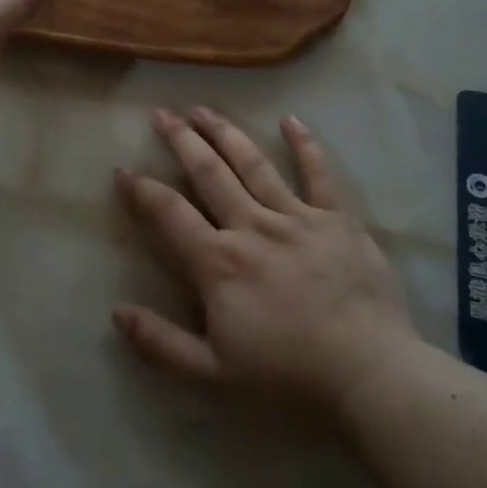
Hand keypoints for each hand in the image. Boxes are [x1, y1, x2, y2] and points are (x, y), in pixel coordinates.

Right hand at [114, 108, 420, 419]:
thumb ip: (161, 343)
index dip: (142, 190)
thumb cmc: (288, 378)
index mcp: (219, 262)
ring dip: (226, 133)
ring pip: (253, 164)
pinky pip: (319, 174)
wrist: (370, 376)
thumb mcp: (213, 374)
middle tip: (162, 113)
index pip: (169, 214)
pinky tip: (291, 120)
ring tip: (204, 108)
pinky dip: (305, 145)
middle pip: (209, 173)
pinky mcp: (337, 220)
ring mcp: (297, 218)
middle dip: (181, 140)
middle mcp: (252, 227)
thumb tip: (116, 314)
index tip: (123, 169)